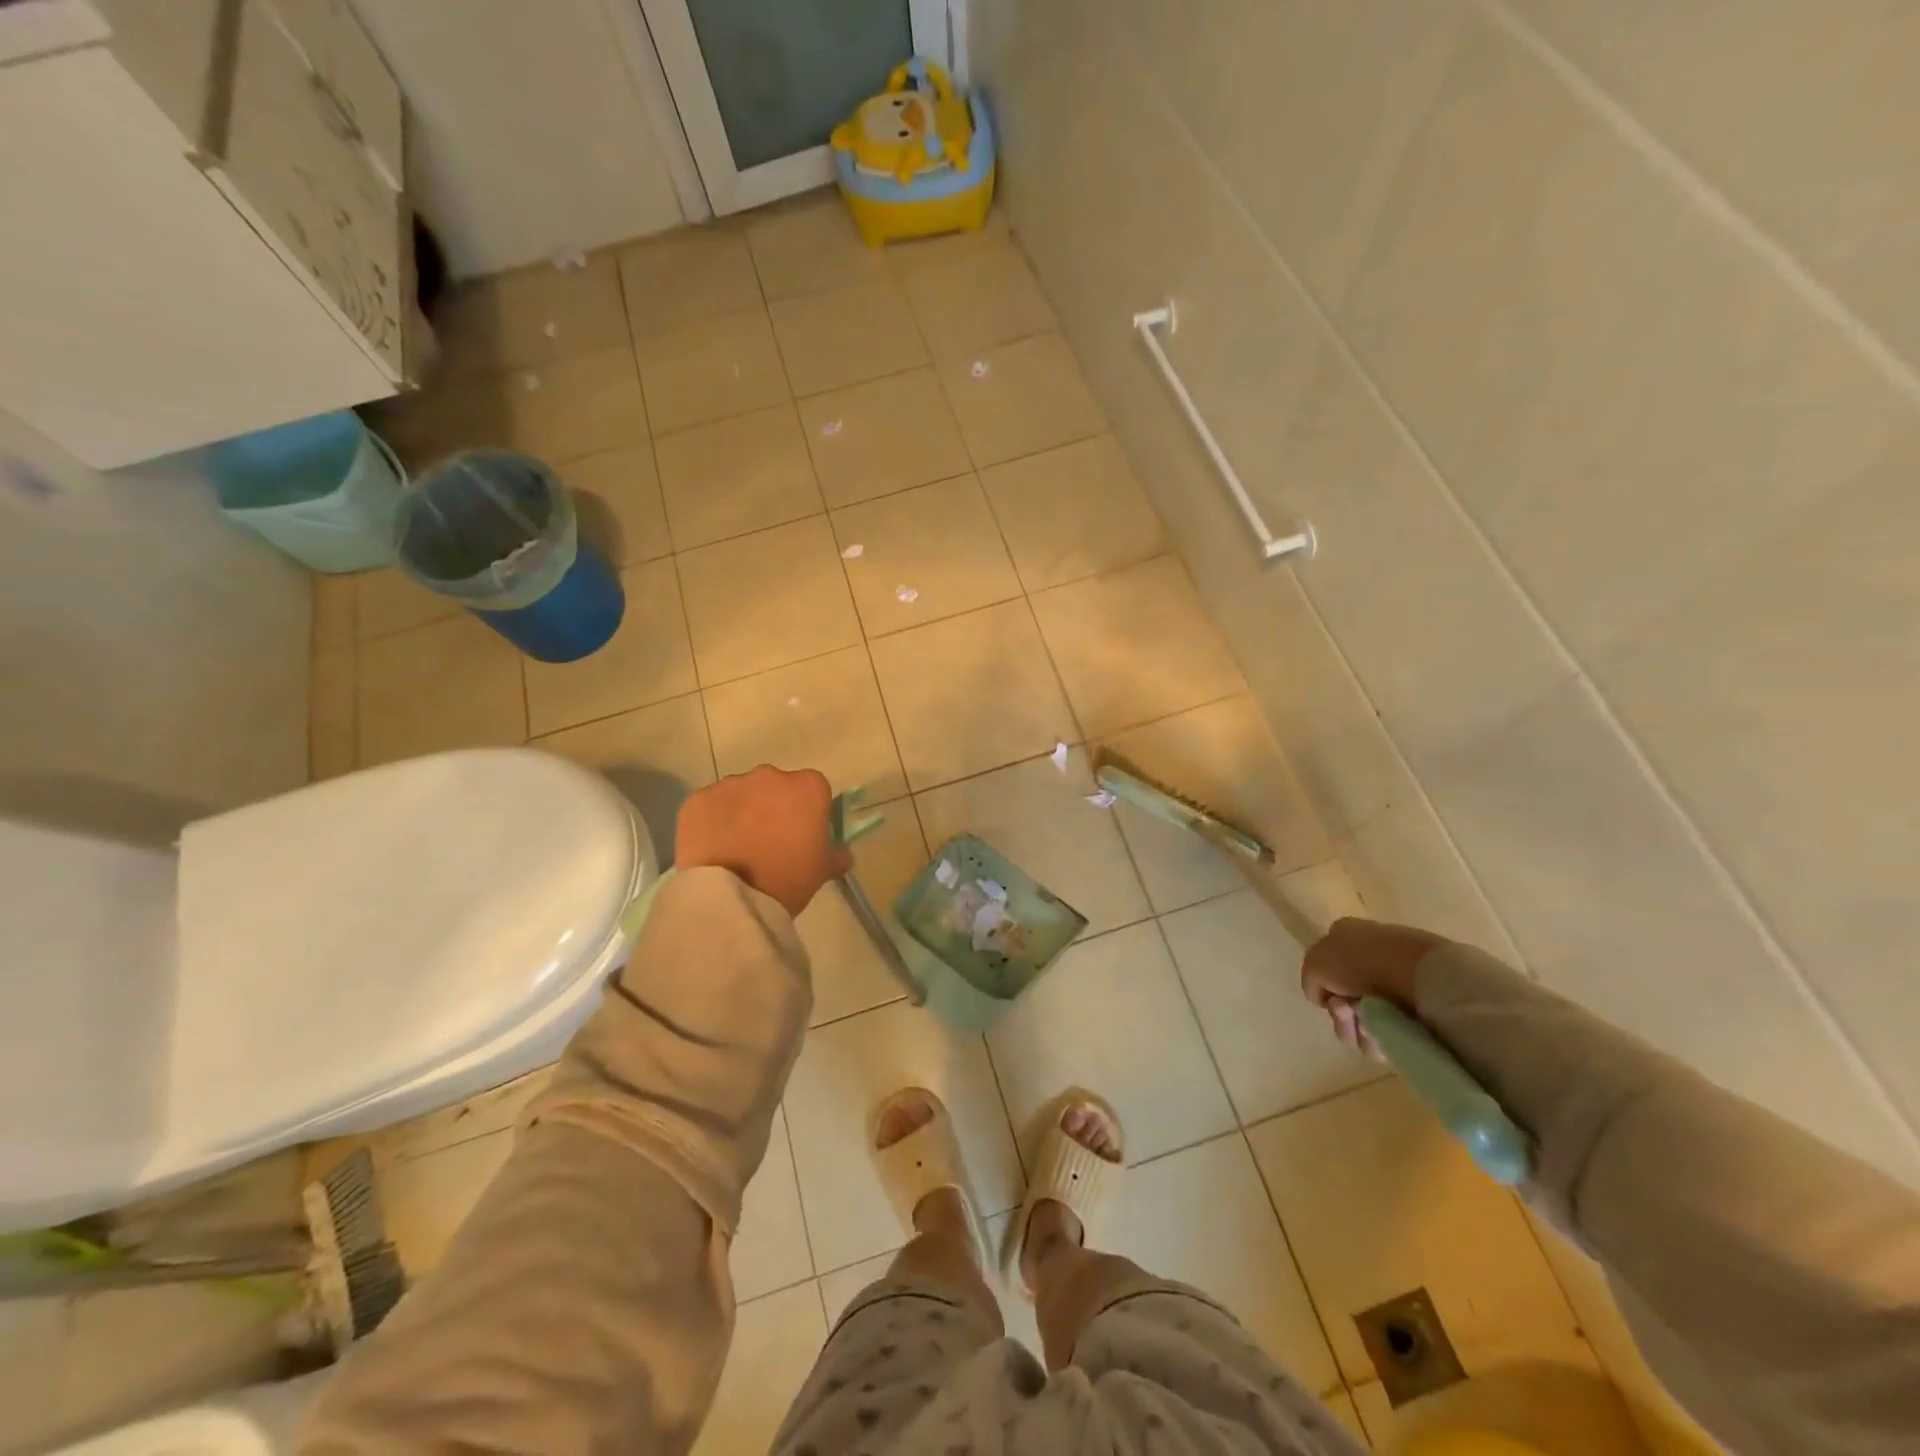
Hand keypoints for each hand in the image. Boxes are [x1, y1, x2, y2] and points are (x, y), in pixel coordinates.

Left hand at [675, 766, 852, 918]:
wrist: (733, 896)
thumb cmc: (788, 878)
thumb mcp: (824, 870)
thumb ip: (837, 854)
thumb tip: (842, 852)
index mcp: (807, 787)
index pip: (814, 790)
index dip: (809, 811)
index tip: (803, 834)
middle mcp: (770, 775)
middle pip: (776, 787)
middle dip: (774, 807)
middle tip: (769, 842)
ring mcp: (731, 784)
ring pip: (741, 794)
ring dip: (742, 812)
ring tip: (738, 848)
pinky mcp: (698, 799)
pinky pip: (711, 806)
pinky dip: (713, 821)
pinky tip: (714, 848)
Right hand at [1300, 918, 1446, 1055]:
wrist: (1420, 974)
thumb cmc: (1361, 962)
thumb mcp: (1315, 964)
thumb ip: (1310, 981)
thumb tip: (1325, 998)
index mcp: (1346, 935)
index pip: (1325, 969)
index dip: (1323, 989)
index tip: (1330, 999)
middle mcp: (1371, 954)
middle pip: (1345, 999)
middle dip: (1342, 1015)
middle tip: (1348, 1015)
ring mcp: (1399, 978)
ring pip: (1367, 1018)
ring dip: (1361, 1029)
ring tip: (1371, 1028)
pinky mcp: (1422, 1002)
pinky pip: (1393, 1028)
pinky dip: (1385, 1035)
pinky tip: (1389, 1031)